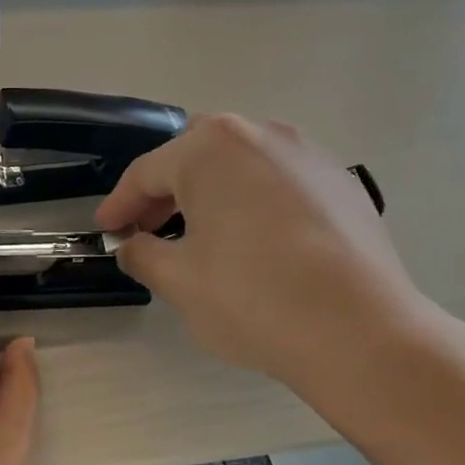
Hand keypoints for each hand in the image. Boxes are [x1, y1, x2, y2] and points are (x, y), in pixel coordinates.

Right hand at [96, 114, 453, 432]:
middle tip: (148, 230)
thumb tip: (132, 246)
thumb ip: (142, 254)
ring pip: (241, 165)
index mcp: (211, 149)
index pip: (147, 172)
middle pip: (196, 156)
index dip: (119, 205)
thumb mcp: (178, 281)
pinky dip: (253, 203)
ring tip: (201, 237)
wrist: (359, 331)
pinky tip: (254, 244)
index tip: (105, 231)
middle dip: (166, 191)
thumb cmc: (252, 299)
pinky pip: (279, 182)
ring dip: (211, 194)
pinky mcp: (342, 183)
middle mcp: (262, 134)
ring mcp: (309, 155)